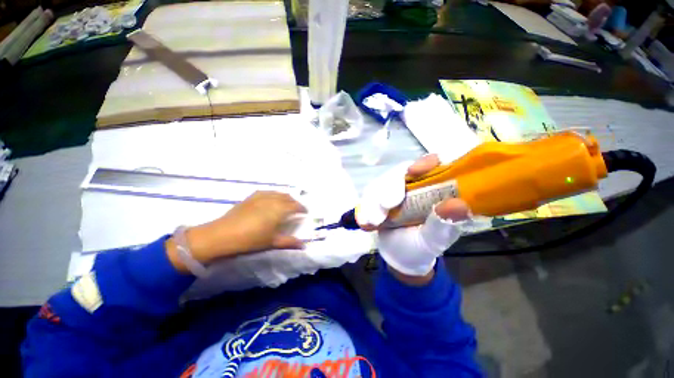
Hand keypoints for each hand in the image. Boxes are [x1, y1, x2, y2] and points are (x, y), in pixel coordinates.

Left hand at [166, 191, 306, 272]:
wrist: (222, 235)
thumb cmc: (251, 240)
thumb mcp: (272, 242)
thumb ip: (289, 242)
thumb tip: (304, 245)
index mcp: (280, 210)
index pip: (296, 206)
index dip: (302, 208)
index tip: (305, 212)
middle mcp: (272, 200)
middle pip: (288, 197)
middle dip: (295, 202)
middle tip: (297, 209)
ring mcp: (261, 197)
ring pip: (278, 193)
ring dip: (285, 197)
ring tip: (286, 204)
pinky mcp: (251, 197)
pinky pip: (267, 192)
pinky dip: (273, 195)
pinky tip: (270, 199)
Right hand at [356, 155, 469, 283]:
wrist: (398, 255)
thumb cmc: (421, 248)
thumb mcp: (434, 240)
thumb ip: (443, 224)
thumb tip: (458, 205)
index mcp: (436, 190)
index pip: (434, 165)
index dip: (424, 163)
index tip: (412, 171)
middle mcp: (415, 185)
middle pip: (400, 171)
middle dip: (389, 188)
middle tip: (385, 208)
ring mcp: (395, 189)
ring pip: (381, 182)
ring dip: (374, 200)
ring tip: (375, 222)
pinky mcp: (379, 196)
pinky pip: (368, 194)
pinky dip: (365, 206)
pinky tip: (366, 221)